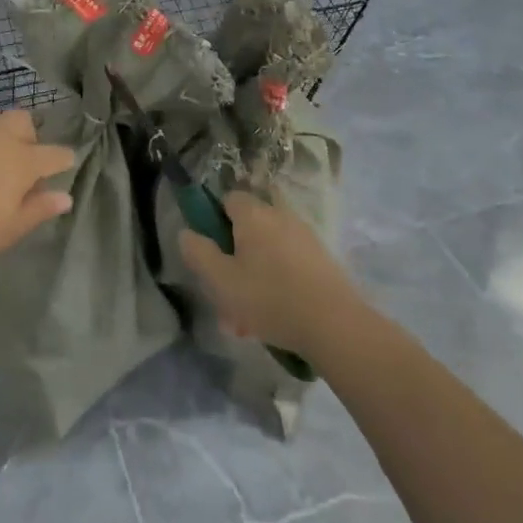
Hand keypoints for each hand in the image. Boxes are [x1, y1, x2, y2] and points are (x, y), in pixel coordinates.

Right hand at [178, 192, 361, 355]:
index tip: (212, 250)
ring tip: (249, 313)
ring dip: (256, 271)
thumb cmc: (269, 298)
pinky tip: (275, 314)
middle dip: (236, 251)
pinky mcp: (323, 259)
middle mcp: (281, 216)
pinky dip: (279, 281)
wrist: (335, 325)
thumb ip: (198, 253)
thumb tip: (187, 233)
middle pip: (250, 224)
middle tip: (228, 287)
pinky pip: (290, 263)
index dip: (215, 219)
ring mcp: (305, 236)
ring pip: (269, 248)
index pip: (229, 198)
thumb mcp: (220, 280)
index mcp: (254, 214)